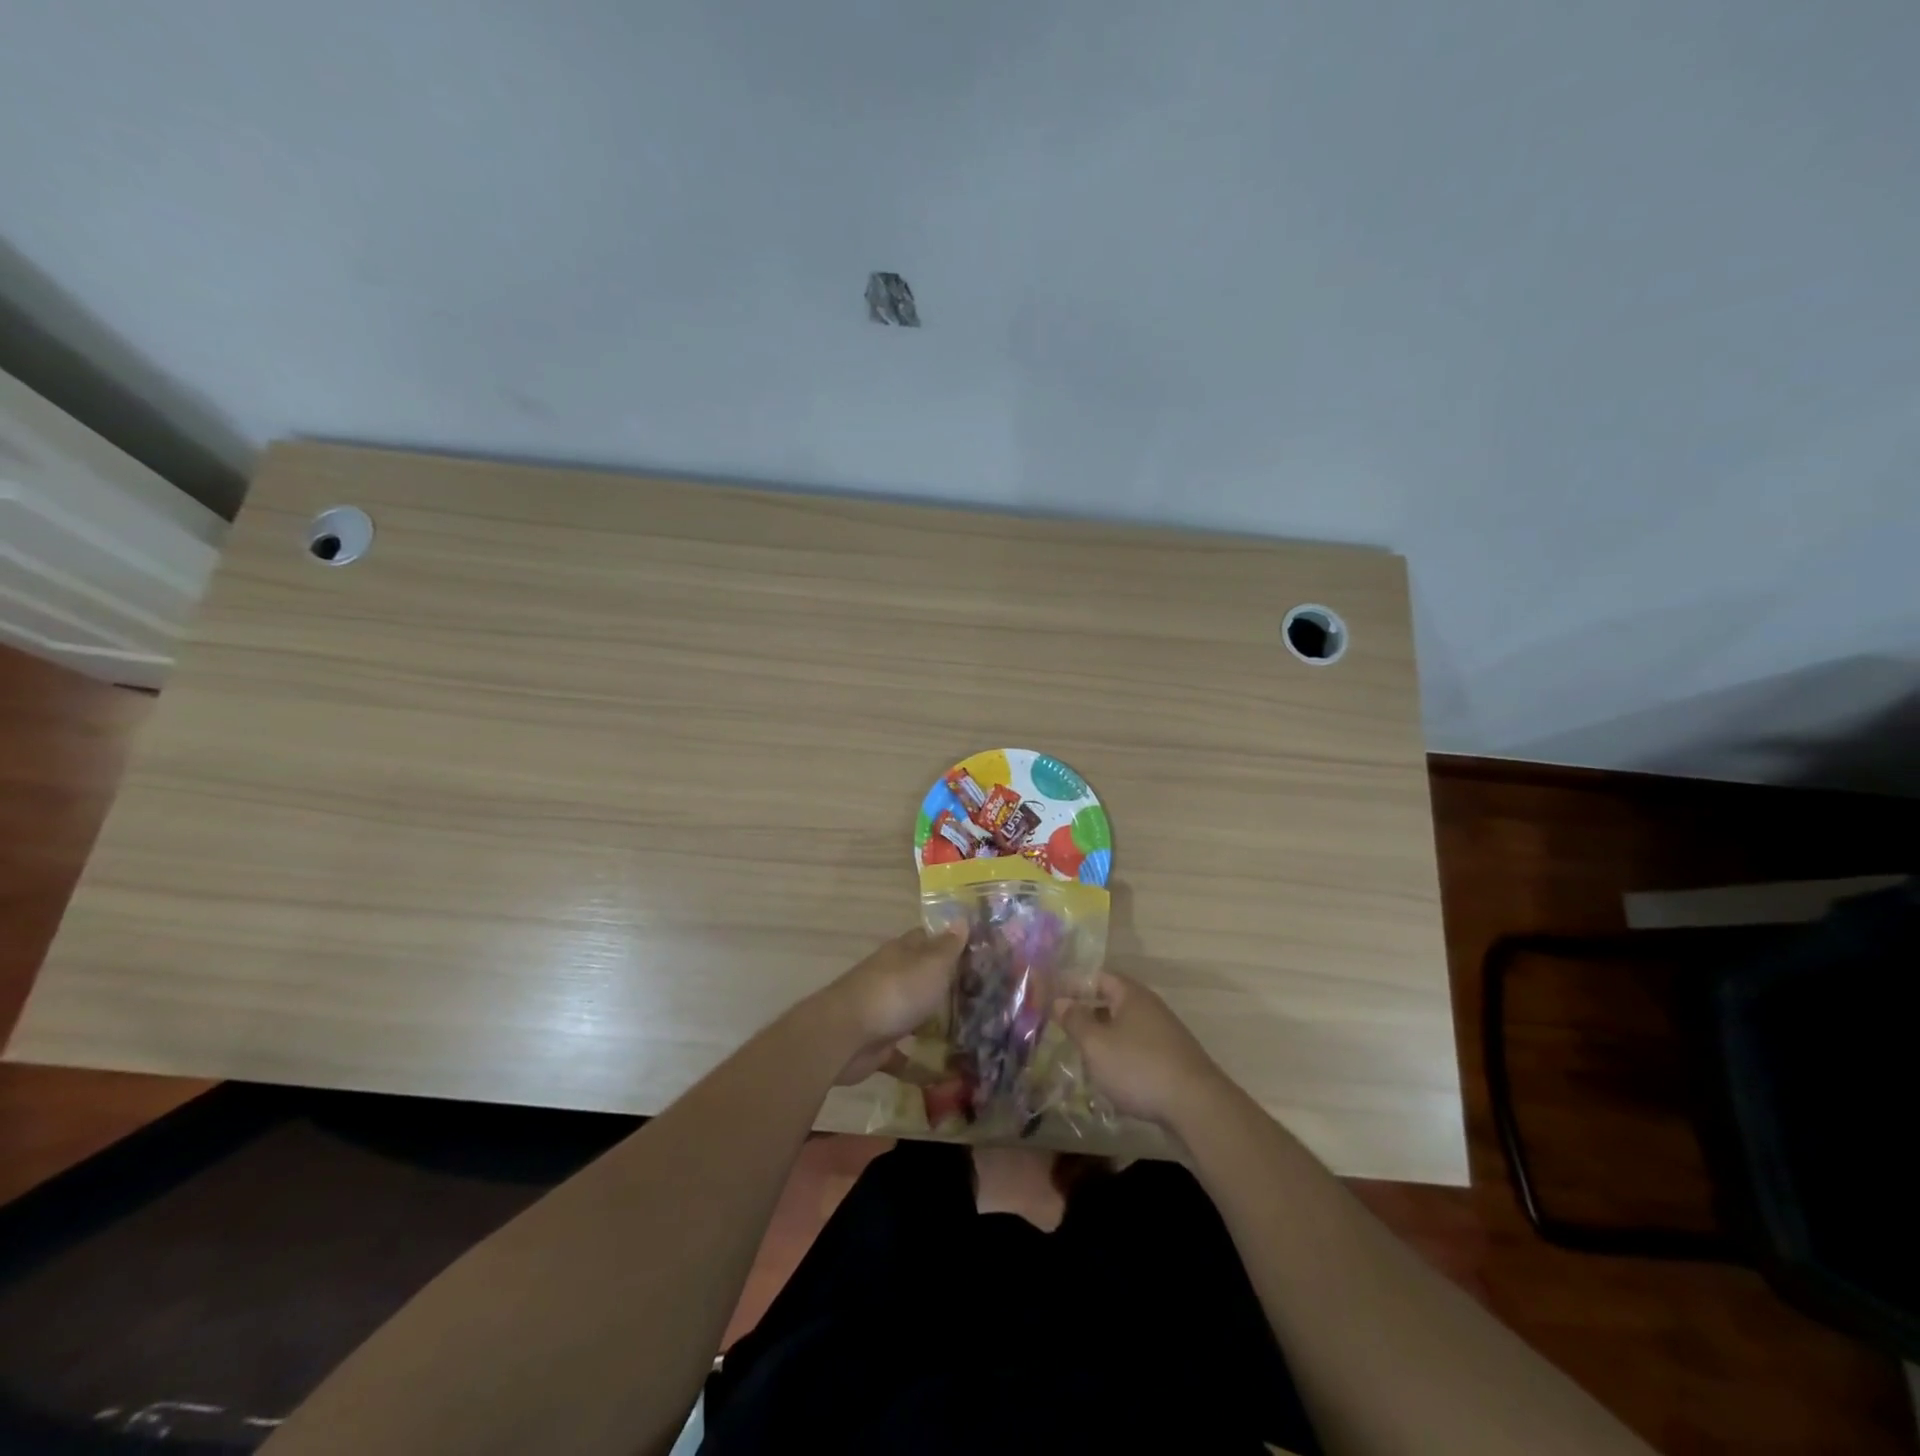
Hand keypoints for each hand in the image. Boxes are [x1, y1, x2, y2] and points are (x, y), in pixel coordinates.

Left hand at [823, 925, 964, 1084]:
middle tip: (980, 999)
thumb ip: (948, 946)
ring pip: (912, 1011)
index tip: (974, 954)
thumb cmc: (896, 992)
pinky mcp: (877, 1043)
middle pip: (920, 976)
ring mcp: (882, 1010)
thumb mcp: (932, 964)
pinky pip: (902, 1051)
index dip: (948, 943)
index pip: (927, 939)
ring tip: (967, 1035)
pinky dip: (918, 1061)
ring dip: (931, 1021)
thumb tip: (961, 918)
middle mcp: (891, 976)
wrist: (846, 1035)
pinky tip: (942, 1073)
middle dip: (944, 985)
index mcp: (902, 953)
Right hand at [1062, 971, 1225, 1127]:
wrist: (1196, 1107)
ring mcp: (1165, 1034)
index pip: (1098, 977)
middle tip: (1062, 1029)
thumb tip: (1059, 1000)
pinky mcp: (1172, 1061)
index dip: (1074, 985)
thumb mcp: (1096, 1044)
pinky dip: (1121, 1057)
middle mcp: (1150, 1008)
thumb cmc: (1138, 1067)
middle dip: (1087, 1013)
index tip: (1052, 999)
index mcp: (1131, 995)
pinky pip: (1138, 1050)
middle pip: (1113, 1002)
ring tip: (1081, 1056)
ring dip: (1103, 1038)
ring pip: (1125, 1028)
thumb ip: (1075, 1020)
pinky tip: (1110, 1078)